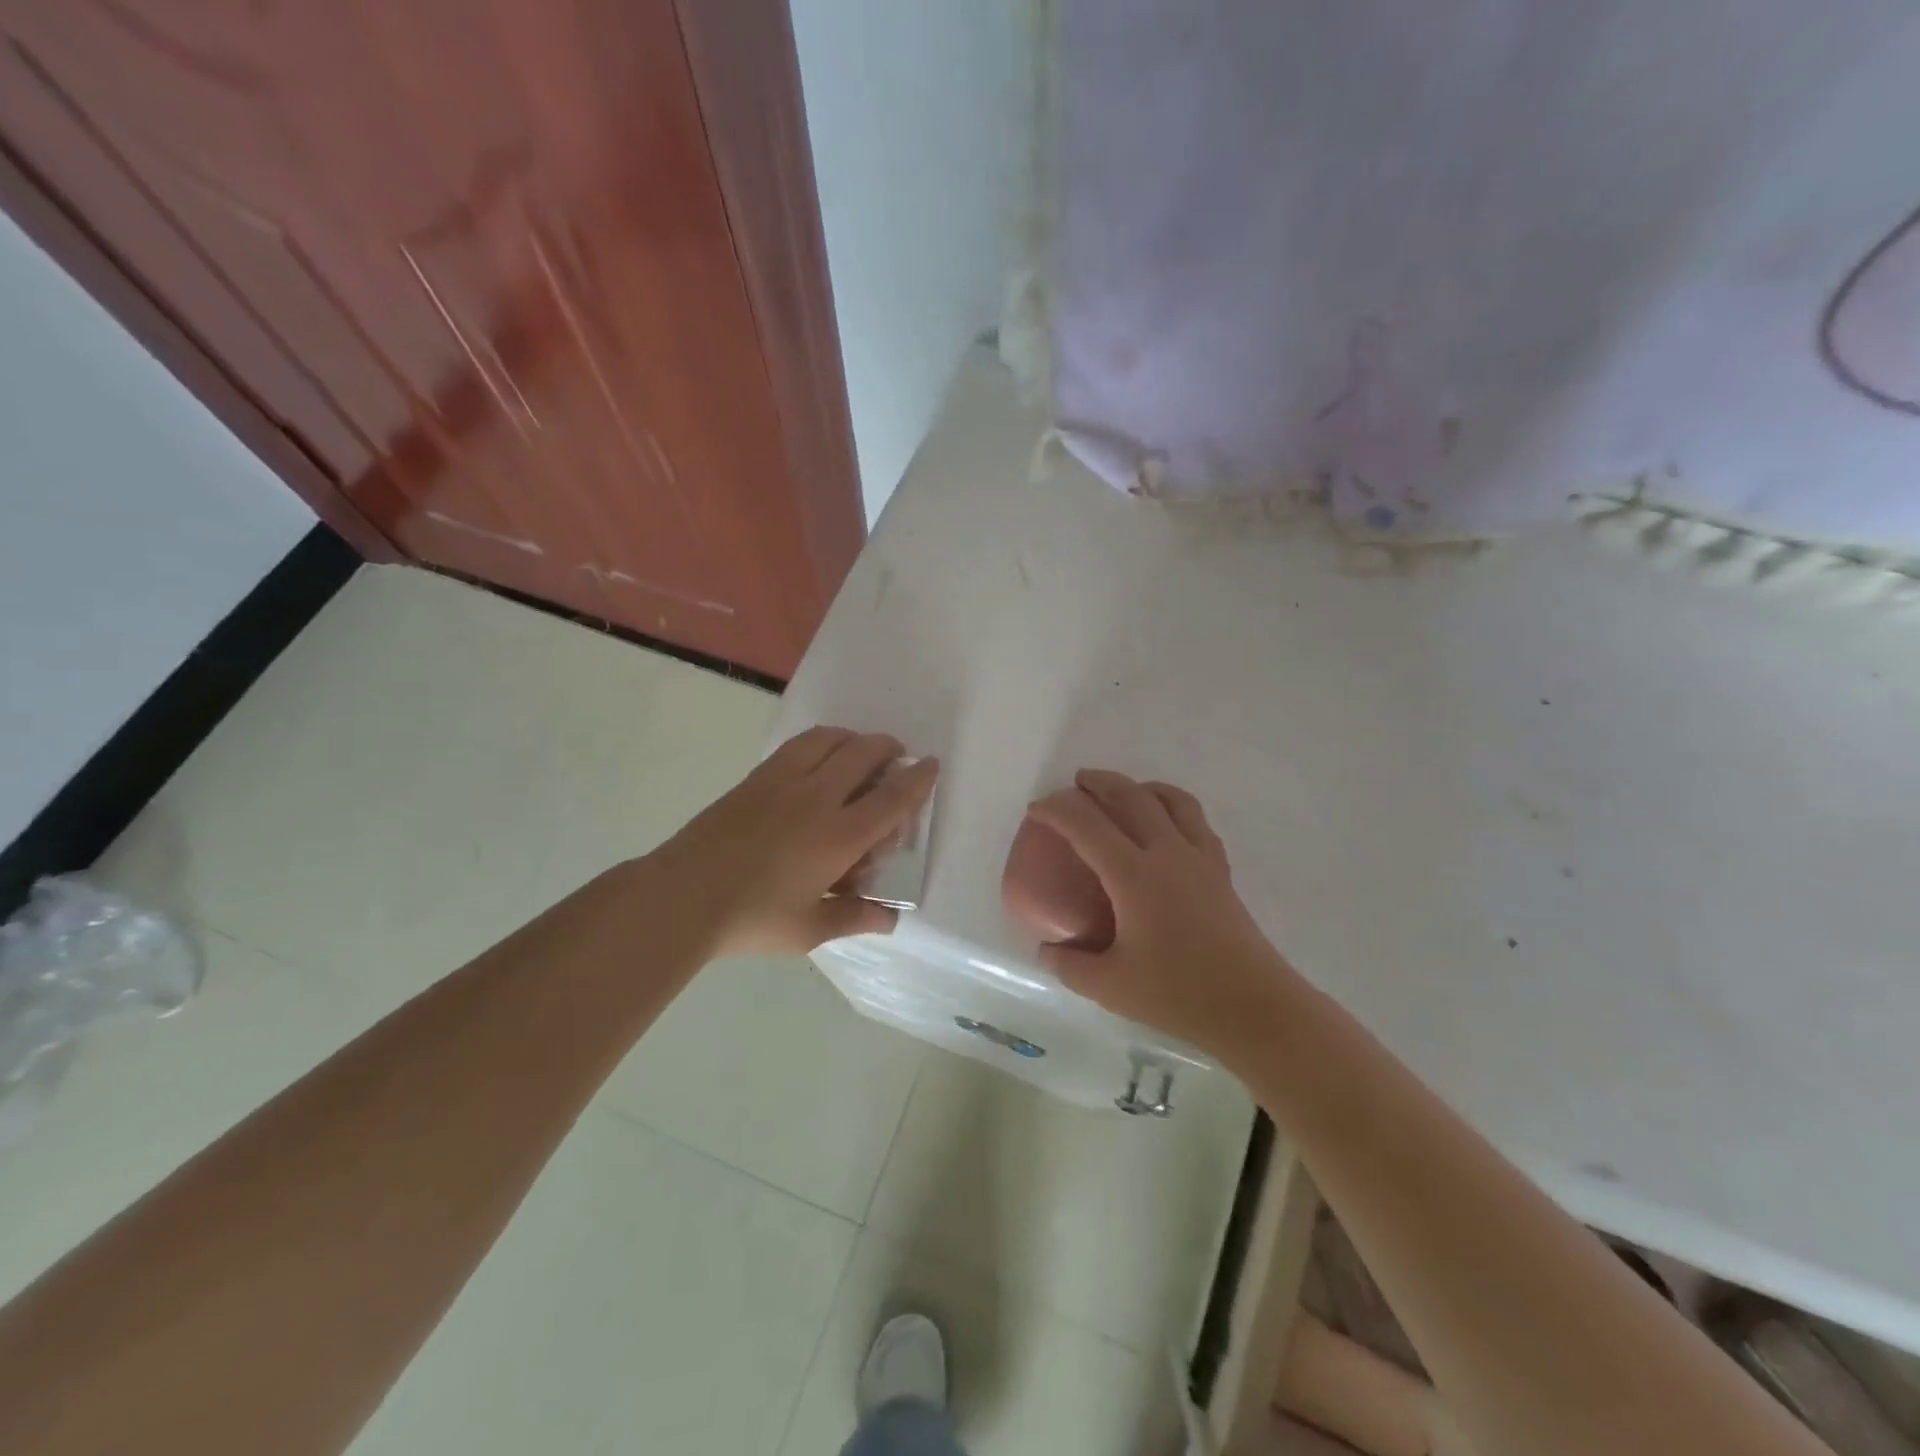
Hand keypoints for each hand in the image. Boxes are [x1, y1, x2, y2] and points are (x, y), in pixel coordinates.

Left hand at [648, 727, 937, 955]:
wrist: (683, 895)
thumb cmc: (753, 918)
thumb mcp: (810, 928)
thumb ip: (854, 918)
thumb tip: (890, 919)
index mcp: (839, 836)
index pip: (892, 798)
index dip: (918, 779)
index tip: (931, 765)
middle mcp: (818, 798)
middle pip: (865, 754)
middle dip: (889, 749)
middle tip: (897, 758)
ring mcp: (784, 781)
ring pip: (830, 739)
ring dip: (854, 739)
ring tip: (859, 751)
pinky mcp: (757, 777)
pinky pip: (799, 745)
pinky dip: (822, 742)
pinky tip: (818, 758)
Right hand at [1025, 769, 1294, 1055]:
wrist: (1255, 1007)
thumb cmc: (1180, 995)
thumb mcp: (1110, 987)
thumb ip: (1069, 965)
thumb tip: (1046, 949)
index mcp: (1134, 875)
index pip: (1086, 825)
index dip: (1056, 809)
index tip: (1036, 809)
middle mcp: (1168, 852)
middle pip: (1131, 795)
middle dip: (1098, 782)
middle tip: (1075, 785)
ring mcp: (1199, 857)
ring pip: (1170, 799)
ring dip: (1139, 786)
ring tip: (1122, 794)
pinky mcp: (1220, 870)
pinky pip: (1194, 819)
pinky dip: (1171, 806)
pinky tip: (1164, 826)